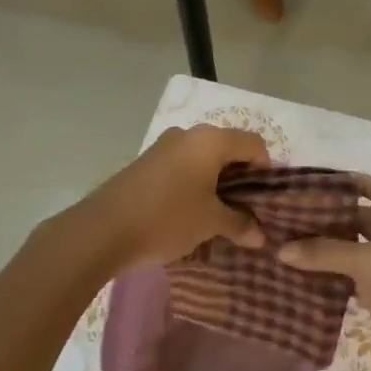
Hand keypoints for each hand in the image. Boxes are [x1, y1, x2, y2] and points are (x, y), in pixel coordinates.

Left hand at [72, 125, 270, 271]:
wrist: (102, 230)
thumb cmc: (167, 218)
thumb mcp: (210, 223)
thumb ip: (240, 224)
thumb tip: (260, 235)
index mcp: (210, 140)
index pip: (254, 144)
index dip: (268, 170)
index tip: (267, 200)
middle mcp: (188, 134)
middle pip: (228, 148)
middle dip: (242, 178)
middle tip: (248, 209)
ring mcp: (163, 147)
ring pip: (204, 159)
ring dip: (217, 183)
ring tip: (221, 215)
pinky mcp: (146, 163)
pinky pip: (183, 168)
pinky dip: (195, 185)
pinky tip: (192, 212)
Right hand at [277, 174, 370, 370]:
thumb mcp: (368, 264)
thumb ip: (325, 252)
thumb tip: (282, 250)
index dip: (359, 183)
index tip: (324, 182)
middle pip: (368, 221)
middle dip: (335, 217)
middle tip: (296, 214)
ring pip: (359, 251)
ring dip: (331, 248)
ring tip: (294, 241)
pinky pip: (356, 278)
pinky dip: (334, 275)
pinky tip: (307, 274)